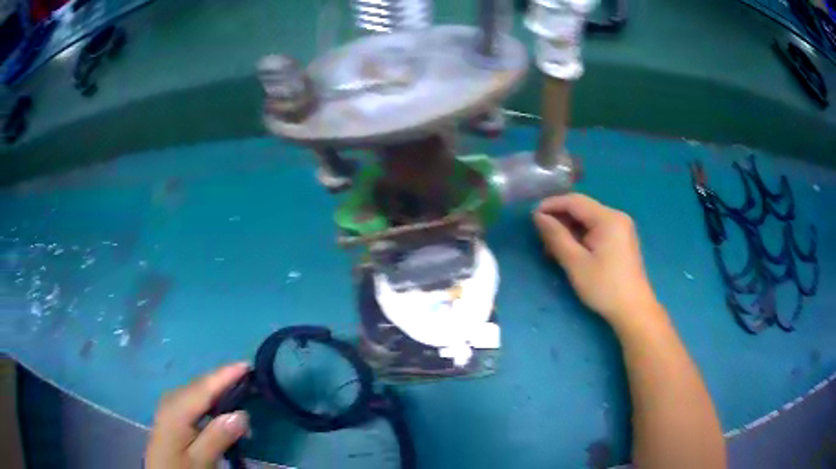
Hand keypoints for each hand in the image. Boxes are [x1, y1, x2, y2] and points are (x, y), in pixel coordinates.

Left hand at [146, 363, 249, 468]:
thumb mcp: (200, 460)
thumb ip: (217, 437)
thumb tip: (241, 414)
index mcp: (176, 410)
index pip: (204, 387)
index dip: (225, 374)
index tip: (246, 364)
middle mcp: (171, 401)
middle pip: (200, 385)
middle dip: (224, 381)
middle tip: (251, 383)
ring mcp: (170, 406)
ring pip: (197, 391)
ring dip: (219, 391)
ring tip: (241, 396)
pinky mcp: (172, 414)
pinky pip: (194, 399)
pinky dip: (211, 400)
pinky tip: (221, 409)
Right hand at [534, 194, 660, 327]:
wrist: (633, 310)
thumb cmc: (604, 287)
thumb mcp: (576, 263)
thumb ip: (556, 236)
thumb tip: (538, 217)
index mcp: (608, 218)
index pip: (574, 201)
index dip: (551, 205)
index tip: (531, 217)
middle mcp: (616, 217)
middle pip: (582, 209)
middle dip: (559, 219)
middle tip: (540, 236)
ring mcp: (621, 228)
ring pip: (588, 220)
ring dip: (568, 230)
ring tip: (551, 248)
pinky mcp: (621, 240)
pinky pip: (596, 230)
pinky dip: (580, 237)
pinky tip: (569, 251)